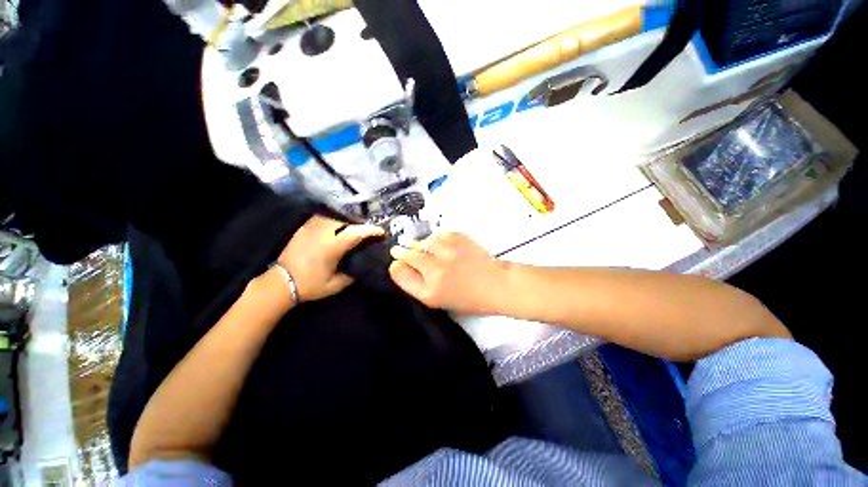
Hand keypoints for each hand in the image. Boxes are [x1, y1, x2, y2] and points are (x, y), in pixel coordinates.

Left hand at [278, 216, 383, 302]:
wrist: (280, 283)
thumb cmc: (310, 285)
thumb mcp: (336, 285)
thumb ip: (352, 274)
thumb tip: (363, 265)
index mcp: (332, 247)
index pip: (356, 233)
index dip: (370, 231)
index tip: (381, 232)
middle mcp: (323, 233)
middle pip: (347, 221)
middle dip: (361, 224)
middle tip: (369, 231)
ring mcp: (311, 228)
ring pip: (335, 217)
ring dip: (348, 221)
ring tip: (355, 227)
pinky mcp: (304, 227)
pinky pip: (323, 218)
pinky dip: (334, 220)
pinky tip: (338, 226)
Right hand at [388, 232, 507, 314]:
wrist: (495, 284)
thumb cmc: (467, 298)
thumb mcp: (438, 301)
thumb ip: (417, 285)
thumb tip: (400, 266)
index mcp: (430, 291)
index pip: (401, 273)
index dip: (396, 267)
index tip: (397, 264)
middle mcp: (436, 270)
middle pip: (407, 255)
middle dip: (401, 252)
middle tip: (397, 250)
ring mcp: (447, 251)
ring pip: (422, 242)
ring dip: (417, 245)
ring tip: (416, 246)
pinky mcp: (458, 238)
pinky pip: (438, 235)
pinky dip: (434, 239)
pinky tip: (435, 243)